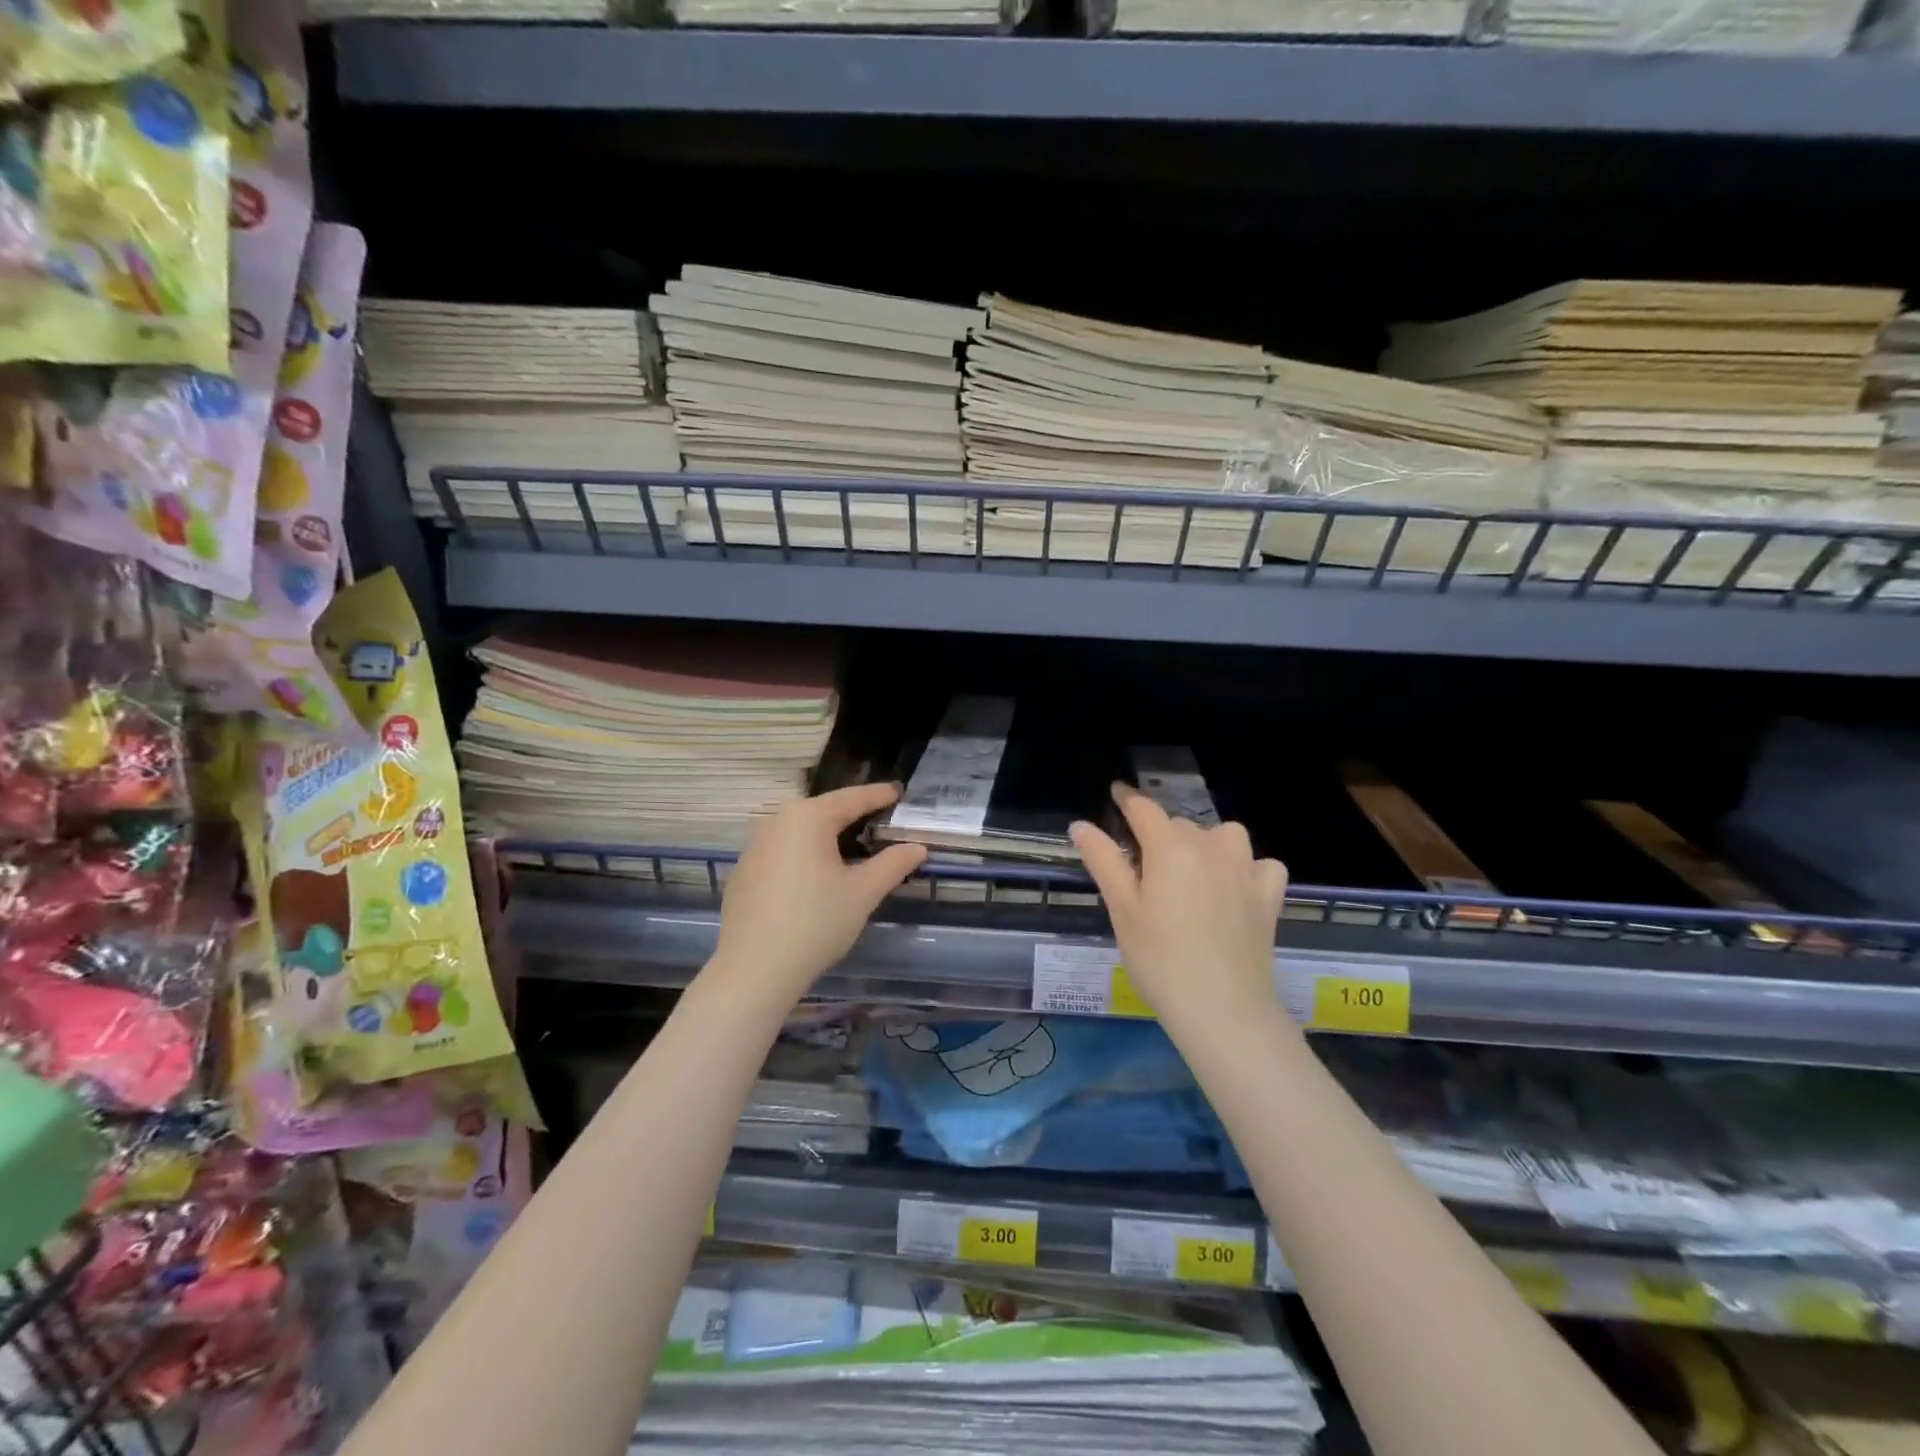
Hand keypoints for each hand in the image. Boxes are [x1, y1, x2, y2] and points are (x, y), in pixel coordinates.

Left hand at [707, 783, 927, 1005]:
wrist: (754, 970)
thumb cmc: (816, 923)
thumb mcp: (863, 892)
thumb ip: (893, 864)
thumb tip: (918, 847)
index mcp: (807, 818)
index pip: (852, 798)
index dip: (878, 795)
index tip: (899, 791)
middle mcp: (776, 822)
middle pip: (824, 811)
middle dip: (853, 814)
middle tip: (880, 819)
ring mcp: (754, 847)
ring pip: (800, 832)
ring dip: (827, 835)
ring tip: (853, 846)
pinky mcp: (743, 872)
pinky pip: (782, 851)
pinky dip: (804, 855)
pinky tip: (816, 876)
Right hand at [1069, 784, 1287, 1026]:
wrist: (1223, 1008)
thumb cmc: (1159, 959)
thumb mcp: (1122, 909)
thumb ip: (1103, 860)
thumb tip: (1080, 825)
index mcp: (1170, 846)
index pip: (1143, 808)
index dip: (1126, 799)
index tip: (1116, 793)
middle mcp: (1211, 845)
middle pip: (1179, 825)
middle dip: (1159, 836)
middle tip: (1143, 869)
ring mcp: (1246, 868)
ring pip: (1221, 836)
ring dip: (1204, 845)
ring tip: (1189, 874)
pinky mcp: (1269, 894)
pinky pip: (1259, 864)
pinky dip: (1246, 868)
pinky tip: (1235, 888)